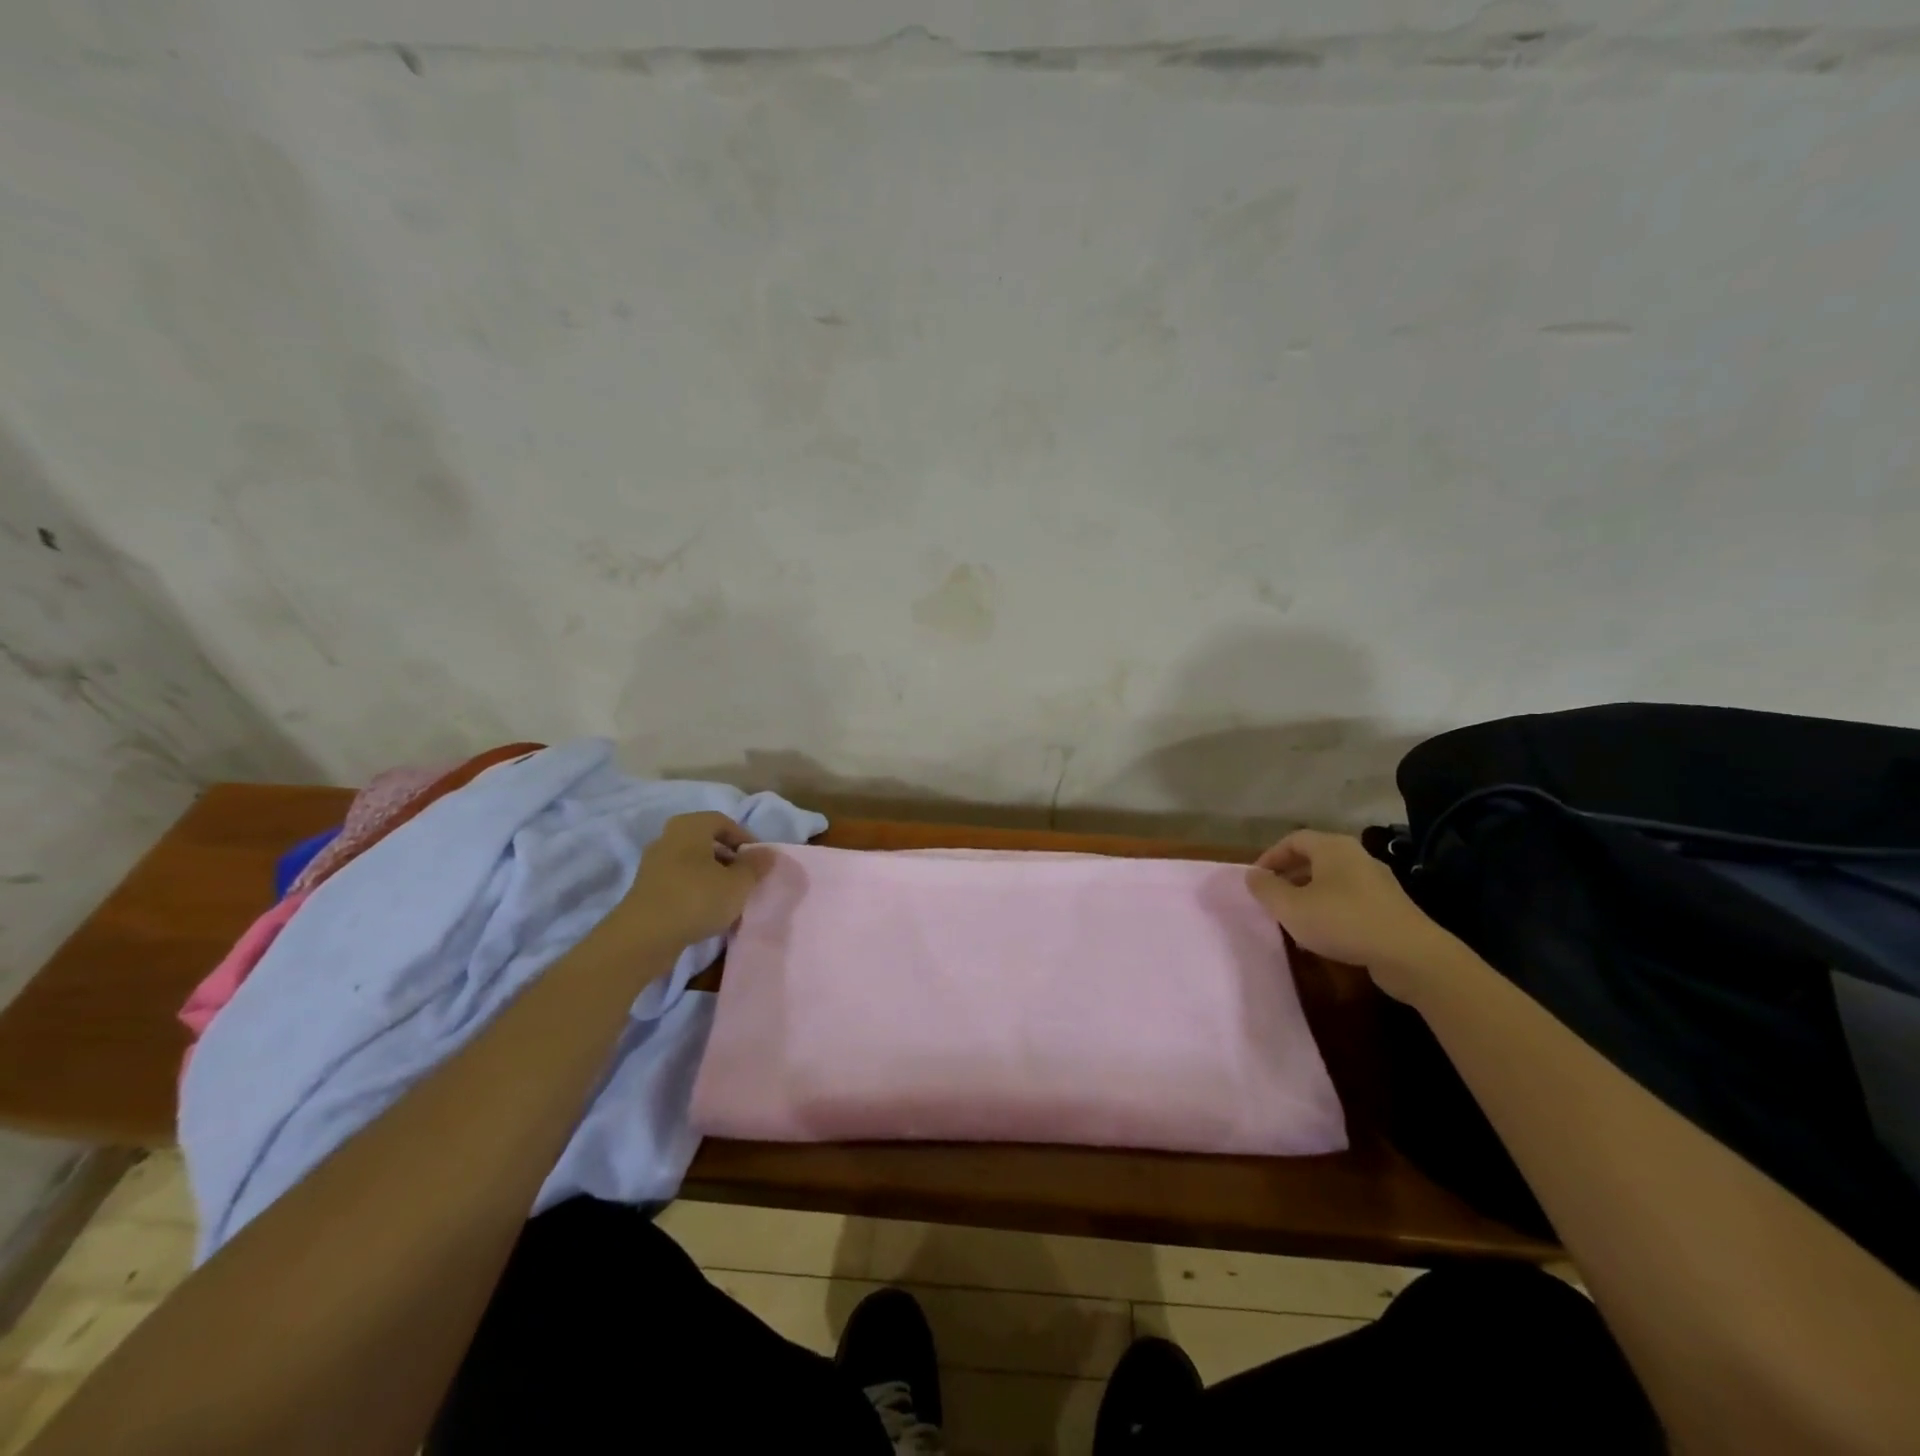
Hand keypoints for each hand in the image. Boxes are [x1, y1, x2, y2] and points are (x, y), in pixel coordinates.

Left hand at [608, 812, 771, 951]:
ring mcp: (653, 864)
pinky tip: (707, 911)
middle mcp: (668, 838)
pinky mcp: (646, 889)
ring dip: (712, 876)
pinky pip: (679, 881)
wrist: (643, 937)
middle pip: (706, 842)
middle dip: (729, 858)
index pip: (723, 822)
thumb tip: (766, 853)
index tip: (758, 861)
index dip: (744, 838)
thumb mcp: (738, 883)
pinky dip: (695, 890)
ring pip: (692, 863)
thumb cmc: (696, 899)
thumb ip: (755, 866)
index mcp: (690, 826)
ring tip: (729, 898)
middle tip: (745, 878)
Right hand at [1244, 830, 1448, 1000]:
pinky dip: (1329, 911)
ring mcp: (1377, 882)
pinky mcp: (1389, 908)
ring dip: (1307, 897)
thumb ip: (1266, 889)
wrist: (1411, 956)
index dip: (1270, 857)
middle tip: (1271, 899)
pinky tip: (1322, 936)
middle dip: (1288, 877)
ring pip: (1331, 882)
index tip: (1256, 880)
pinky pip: (1349, 900)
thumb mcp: (1291, 907)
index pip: (1293, 840)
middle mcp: (1356, 857)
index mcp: (1333, 848)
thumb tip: (1252, 875)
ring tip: (1293, 920)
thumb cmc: (1343, 922)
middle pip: (1313, 859)